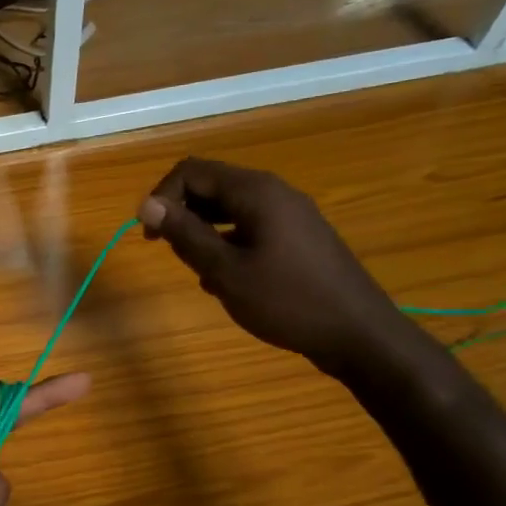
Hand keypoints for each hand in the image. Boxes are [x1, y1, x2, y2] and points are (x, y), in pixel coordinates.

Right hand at [138, 158, 403, 375]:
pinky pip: (250, 227)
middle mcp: (274, 192)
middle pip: (212, 185)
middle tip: (167, 252)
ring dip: (203, 231)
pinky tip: (225, 279)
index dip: (161, 197)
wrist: (358, 334)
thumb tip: (147, 204)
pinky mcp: (299, 236)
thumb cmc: (287, 301)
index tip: (149, 236)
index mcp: (255, 192)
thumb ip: (185, 235)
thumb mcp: (225, 271)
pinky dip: (227, 243)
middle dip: (181, 213)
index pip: (191, 171)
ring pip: (230, 208)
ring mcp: (290, 214)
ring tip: (195, 269)